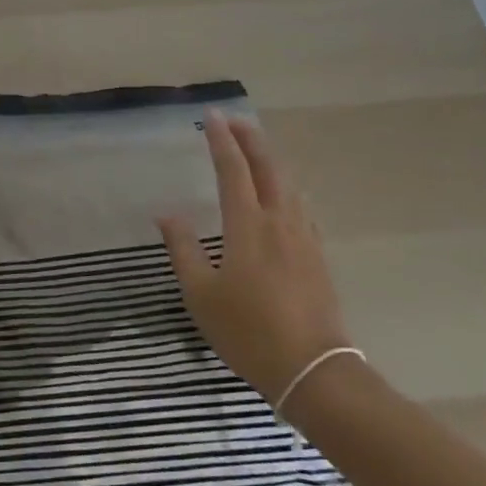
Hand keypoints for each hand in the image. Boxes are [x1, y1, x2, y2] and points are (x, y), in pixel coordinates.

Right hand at [158, 110, 350, 404]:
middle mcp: (279, 220)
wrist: (313, 368)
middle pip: (268, 166)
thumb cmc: (248, 331)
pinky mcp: (318, 255)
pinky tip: (285, 195)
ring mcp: (303, 236)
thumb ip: (183, 249)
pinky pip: (301, 206)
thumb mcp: (201, 294)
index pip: (233, 169)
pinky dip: (287, 186)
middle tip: (234, 121)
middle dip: (250, 139)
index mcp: (247, 224)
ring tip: (256, 150)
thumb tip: (167, 214)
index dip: (221, 140)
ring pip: (289, 183)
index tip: (211, 117)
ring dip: (270, 159)